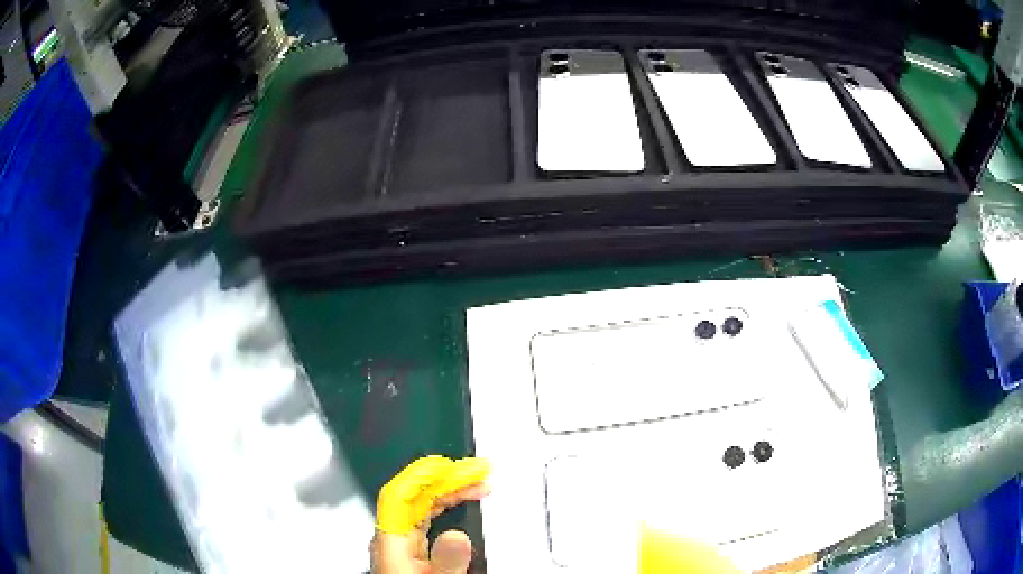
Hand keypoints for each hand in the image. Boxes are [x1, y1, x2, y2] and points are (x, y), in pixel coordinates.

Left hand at [371, 456, 489, 573]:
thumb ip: (446, 560)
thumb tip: (457, 536)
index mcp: (389, 544)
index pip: (397, 496)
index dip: (420, 474)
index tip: (448, 464)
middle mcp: (392, 542)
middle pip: (414, 499)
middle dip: (446, 480)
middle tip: (477, 471)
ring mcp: (401, 547)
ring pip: (422, 508)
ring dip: (450, 493)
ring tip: (477, 485)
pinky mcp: (411, 554)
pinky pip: (426, 521)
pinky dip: (446, 509)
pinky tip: (459, 504)